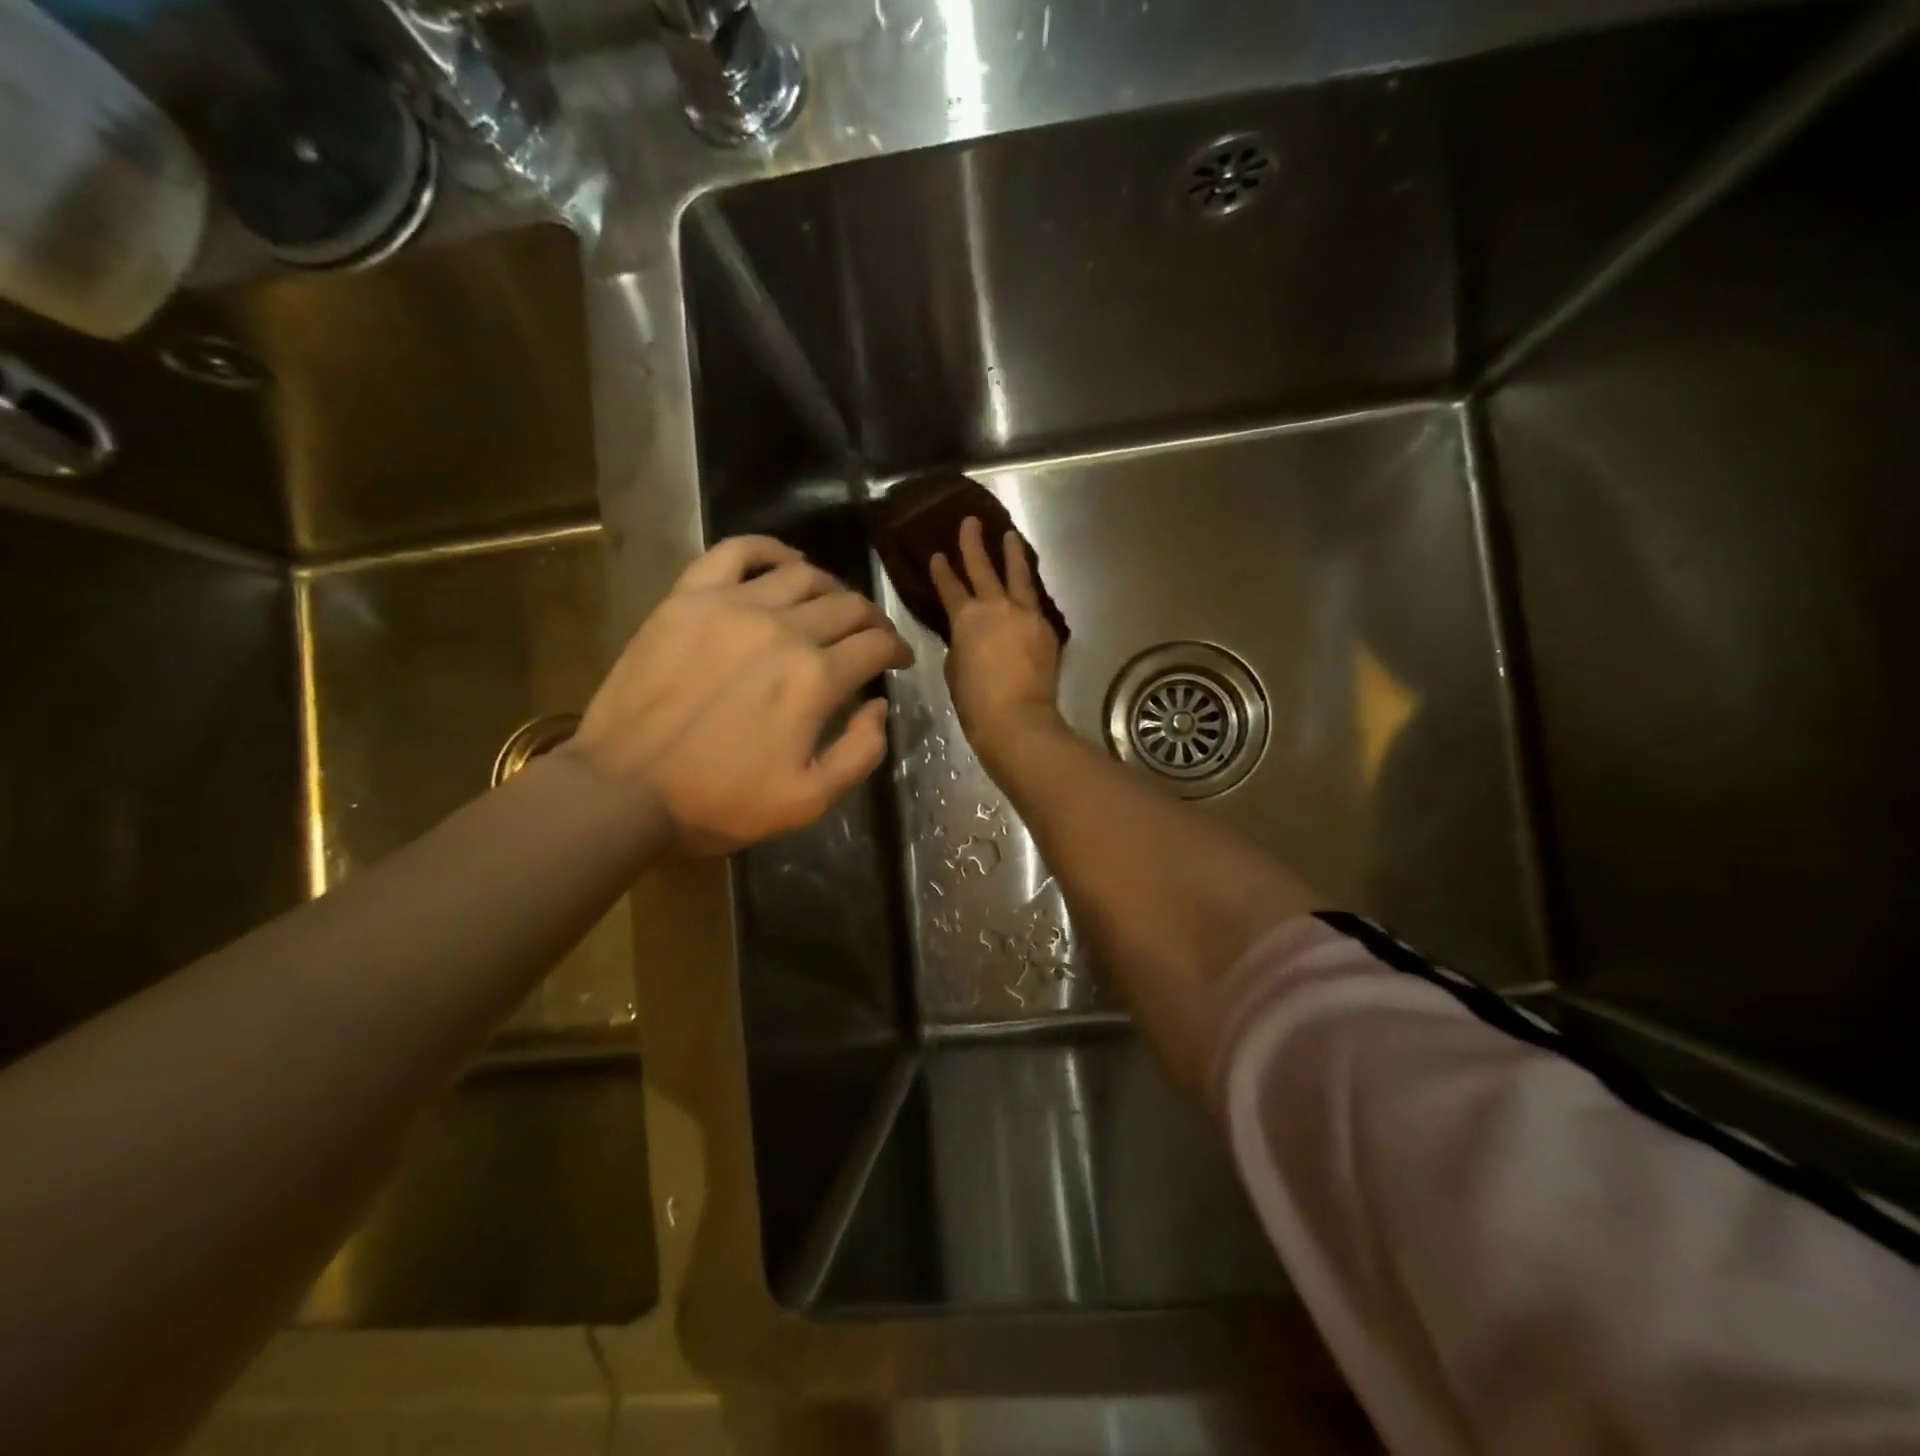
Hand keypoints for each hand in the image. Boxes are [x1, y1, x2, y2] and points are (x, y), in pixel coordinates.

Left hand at [567, 536, 911, 854]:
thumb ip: (862, 751)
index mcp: (815, 678)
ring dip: (831, 587)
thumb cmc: (721, 800)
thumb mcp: (810, 800)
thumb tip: (879, 704)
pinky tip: (784, 561)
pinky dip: (769, 548)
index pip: (875, 644)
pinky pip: (736, 551)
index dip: (897, 649)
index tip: (899, 659)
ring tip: (832, 604)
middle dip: (872, 619)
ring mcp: (732, 605)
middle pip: (847, 605)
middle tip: (873, 635)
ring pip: (802, 575)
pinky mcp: (688, 598)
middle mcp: (782, 629)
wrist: (625, 790)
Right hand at [930, 516, 1064, 763]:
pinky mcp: (1046, 630)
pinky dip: (1028, 590)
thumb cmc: (975, 701)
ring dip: (1012, 554)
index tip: (937, 554)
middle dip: (974, 543)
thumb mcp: (955, 668)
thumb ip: (961, 643)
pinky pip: (1035, 601)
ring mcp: (1026, 615)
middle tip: (971, 521)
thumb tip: (971, 637)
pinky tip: (1027, 587)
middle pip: (983, 567)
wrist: (1018, 719)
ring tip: (1010, 536)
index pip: (950, 586)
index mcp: (966, 618)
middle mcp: (997, 607)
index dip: (942, 570)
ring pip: (1018, 576)